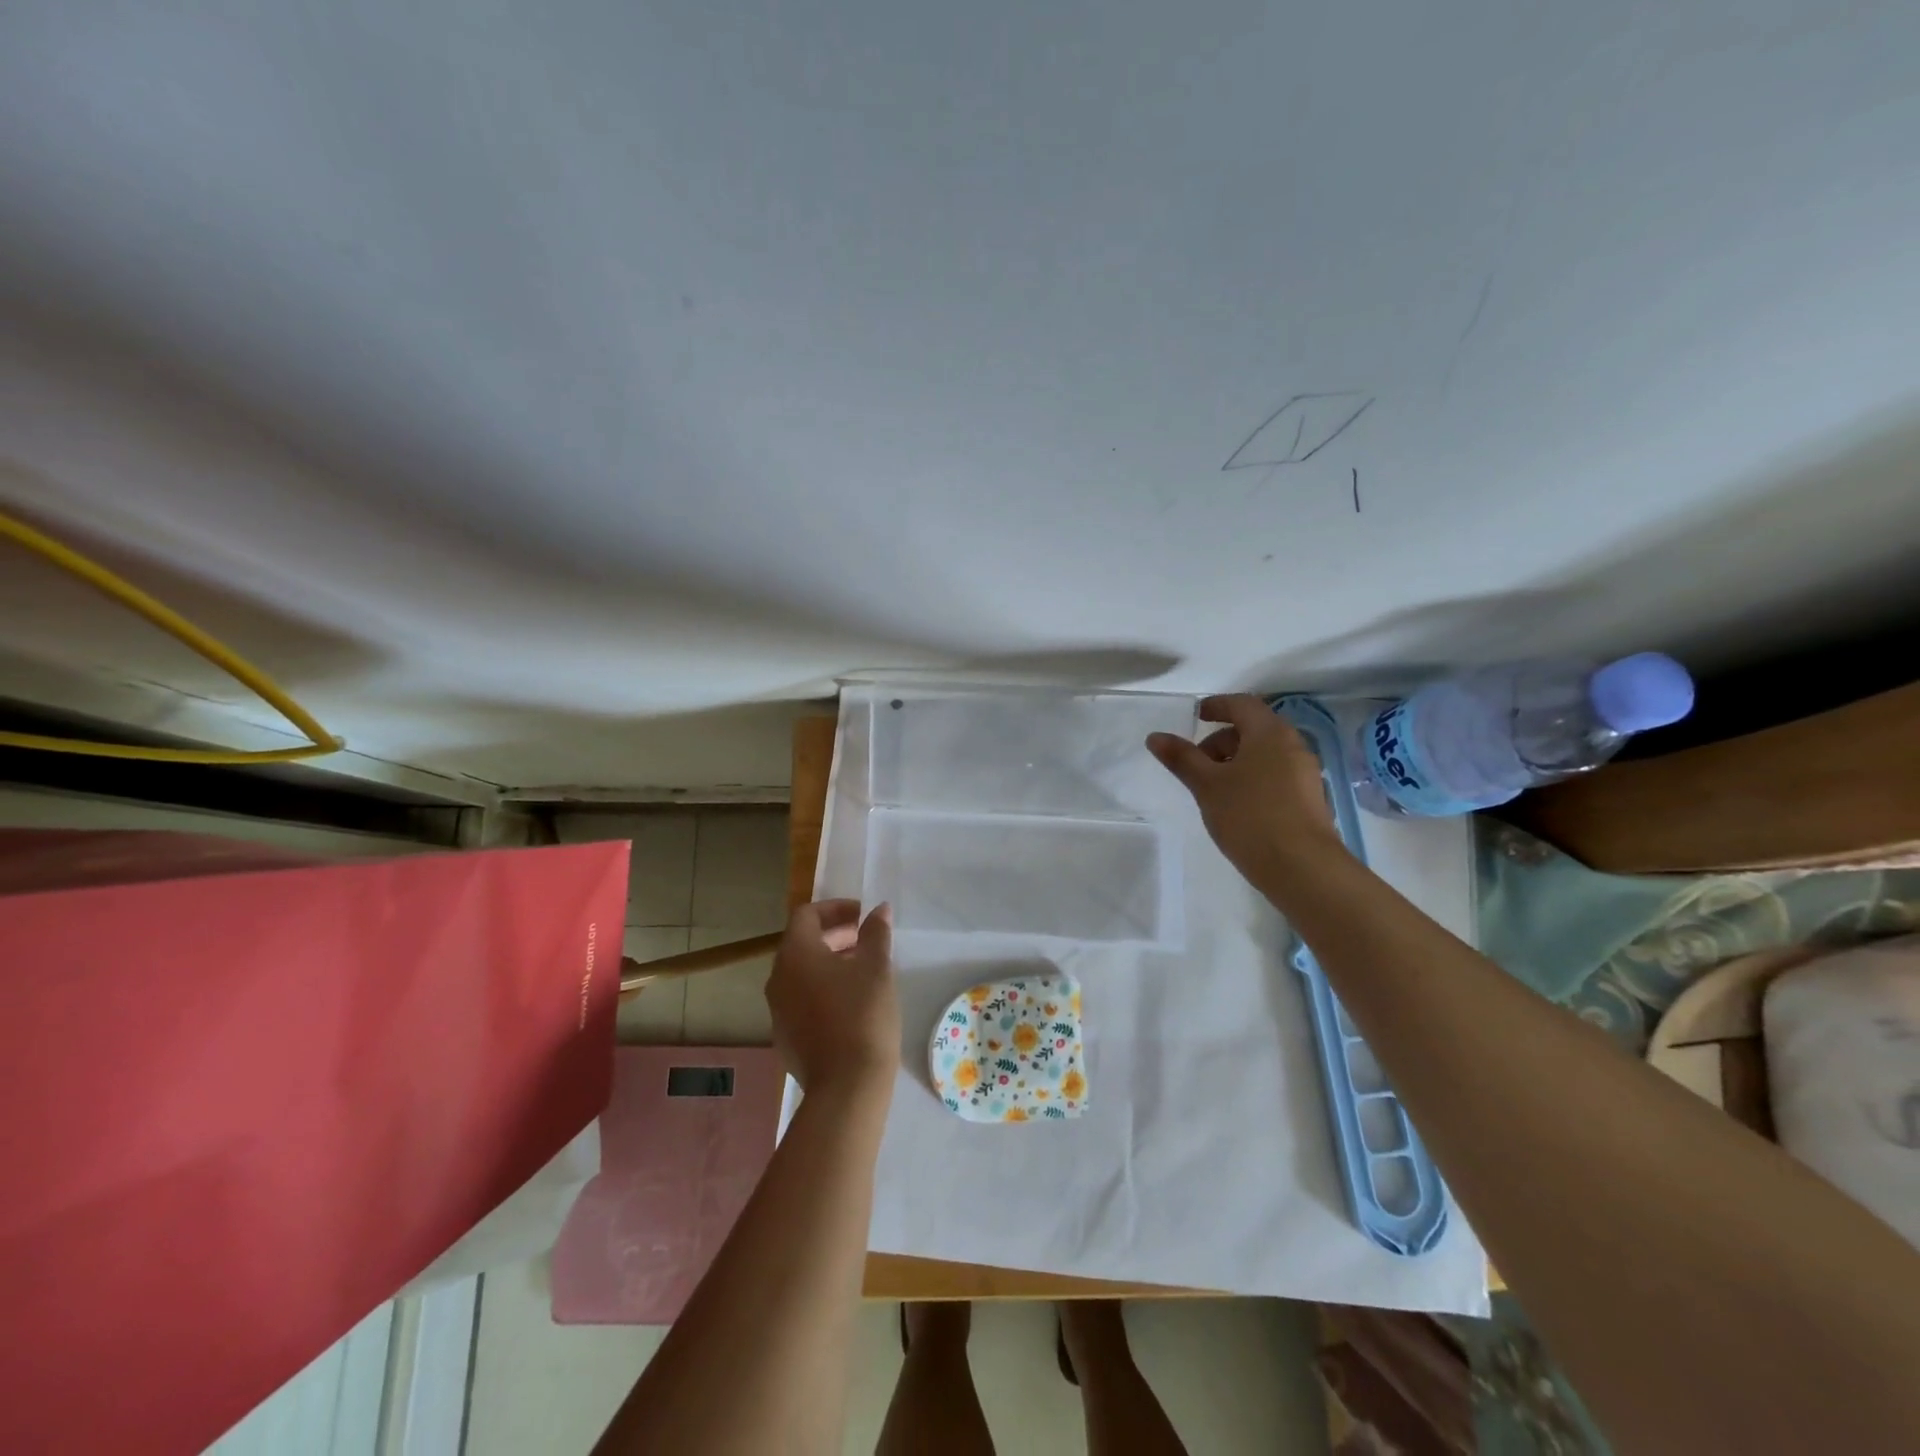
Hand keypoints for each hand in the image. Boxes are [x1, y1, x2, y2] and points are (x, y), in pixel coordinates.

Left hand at [766, 900, 898, 1108]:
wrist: (847, 1087)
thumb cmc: (863, 1015)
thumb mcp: (877, 968)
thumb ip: (876, 933)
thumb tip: (879, 910)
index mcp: (795, 955)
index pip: (806, 915)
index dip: (835, 908)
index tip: (863, 916)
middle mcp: (778, 979)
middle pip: (802, 943)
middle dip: (835, 935)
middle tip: (867, 940)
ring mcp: (778, 1011)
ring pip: (801, 974)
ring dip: (830, 963)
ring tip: (863, 971)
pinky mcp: (785, 1038)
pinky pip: (802, 1000)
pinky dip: (823, 990)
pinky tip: (851, 1004)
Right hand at [1147, 694, 1344, 887]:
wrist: (1302, 867)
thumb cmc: (1249, 816)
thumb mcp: (1207, 785)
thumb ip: (1181, 758)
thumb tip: (1155, 737)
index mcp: (1270, 733)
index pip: (1242, 704)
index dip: (1217, 706)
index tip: (1196, 716)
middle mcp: (1293, 745)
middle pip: (1254, 729)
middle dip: (1222, 740)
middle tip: (1197, 763)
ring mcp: (1305, 773)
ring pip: (1265, 754)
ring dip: (1237, 761)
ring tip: (1213, 789)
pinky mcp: (1309, 799)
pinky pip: (1276, 775)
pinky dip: (1253, 778)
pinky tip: (1237, 806)